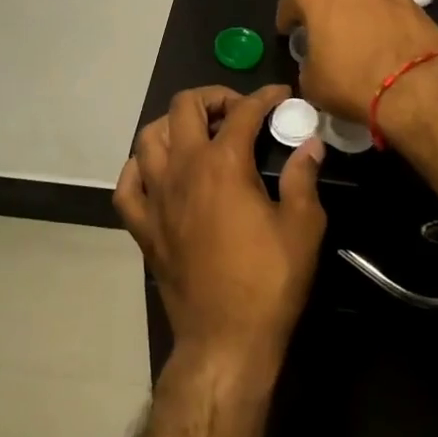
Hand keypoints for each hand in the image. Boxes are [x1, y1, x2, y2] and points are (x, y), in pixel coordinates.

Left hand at [117, 85, 326, 376]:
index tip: (281, 96)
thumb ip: (303, 176)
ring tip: (199, 134)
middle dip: (213, 97)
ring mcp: (157, 197)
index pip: (243, 111)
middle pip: (184, 107)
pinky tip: (159, 172)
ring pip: (149, 137)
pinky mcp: (143, 227)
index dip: (265, 96)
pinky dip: (140, 168)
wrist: (225, 340)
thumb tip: (310, 144)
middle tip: (237, 112)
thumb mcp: (303, 226)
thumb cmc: (269, 282)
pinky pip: (128, 185)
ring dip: (174, 125)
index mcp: (224, 164)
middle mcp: (183, 169)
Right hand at [275, 0, 437, 133]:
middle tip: (322, 33)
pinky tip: (380, 37)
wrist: (416, 85)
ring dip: (353, 8)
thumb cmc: (351, 80)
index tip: (288, 35)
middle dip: (322, 8)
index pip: (290, 2)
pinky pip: (383, 4)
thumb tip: (317, 61)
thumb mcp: (311, 82)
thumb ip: (307, 62)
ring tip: (354, 34)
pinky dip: (378, 16)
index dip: (287, 21)